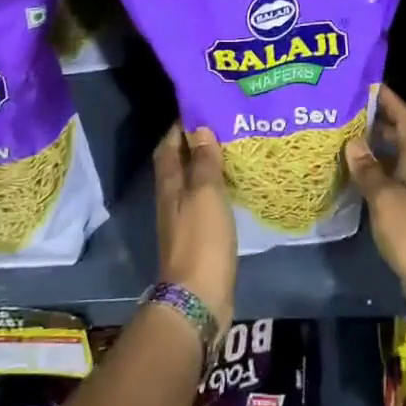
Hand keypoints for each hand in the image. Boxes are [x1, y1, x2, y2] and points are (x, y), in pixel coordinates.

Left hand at [154, 125, 236, 330]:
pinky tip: (237, 185)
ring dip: (209, 165)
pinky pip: (207, 203)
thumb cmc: (201, 240)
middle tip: (226, 124)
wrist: (198, 298)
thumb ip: (204, 161)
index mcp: (169, 185)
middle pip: (180, 163)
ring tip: (235, 148)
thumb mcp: (206, 194)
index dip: (181, 126)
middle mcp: (172, 199)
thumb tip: (200, 128)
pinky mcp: (200, 237)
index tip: (203, 107)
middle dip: (197, 142)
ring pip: (194, 182)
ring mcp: (184, 220)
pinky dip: (218, 189)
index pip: (169, 146)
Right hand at [347, 85, 405, 322]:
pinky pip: (390, 182)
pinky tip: (352, 176)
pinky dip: (373, 173)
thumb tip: (353, 142)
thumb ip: (369, 171)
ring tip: (342, 138)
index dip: (390, 100)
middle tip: (345, 111)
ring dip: (373, 148)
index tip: (368, 84)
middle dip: (377, 121)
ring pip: (393, 160)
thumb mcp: (386, 200)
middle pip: (400, 136)